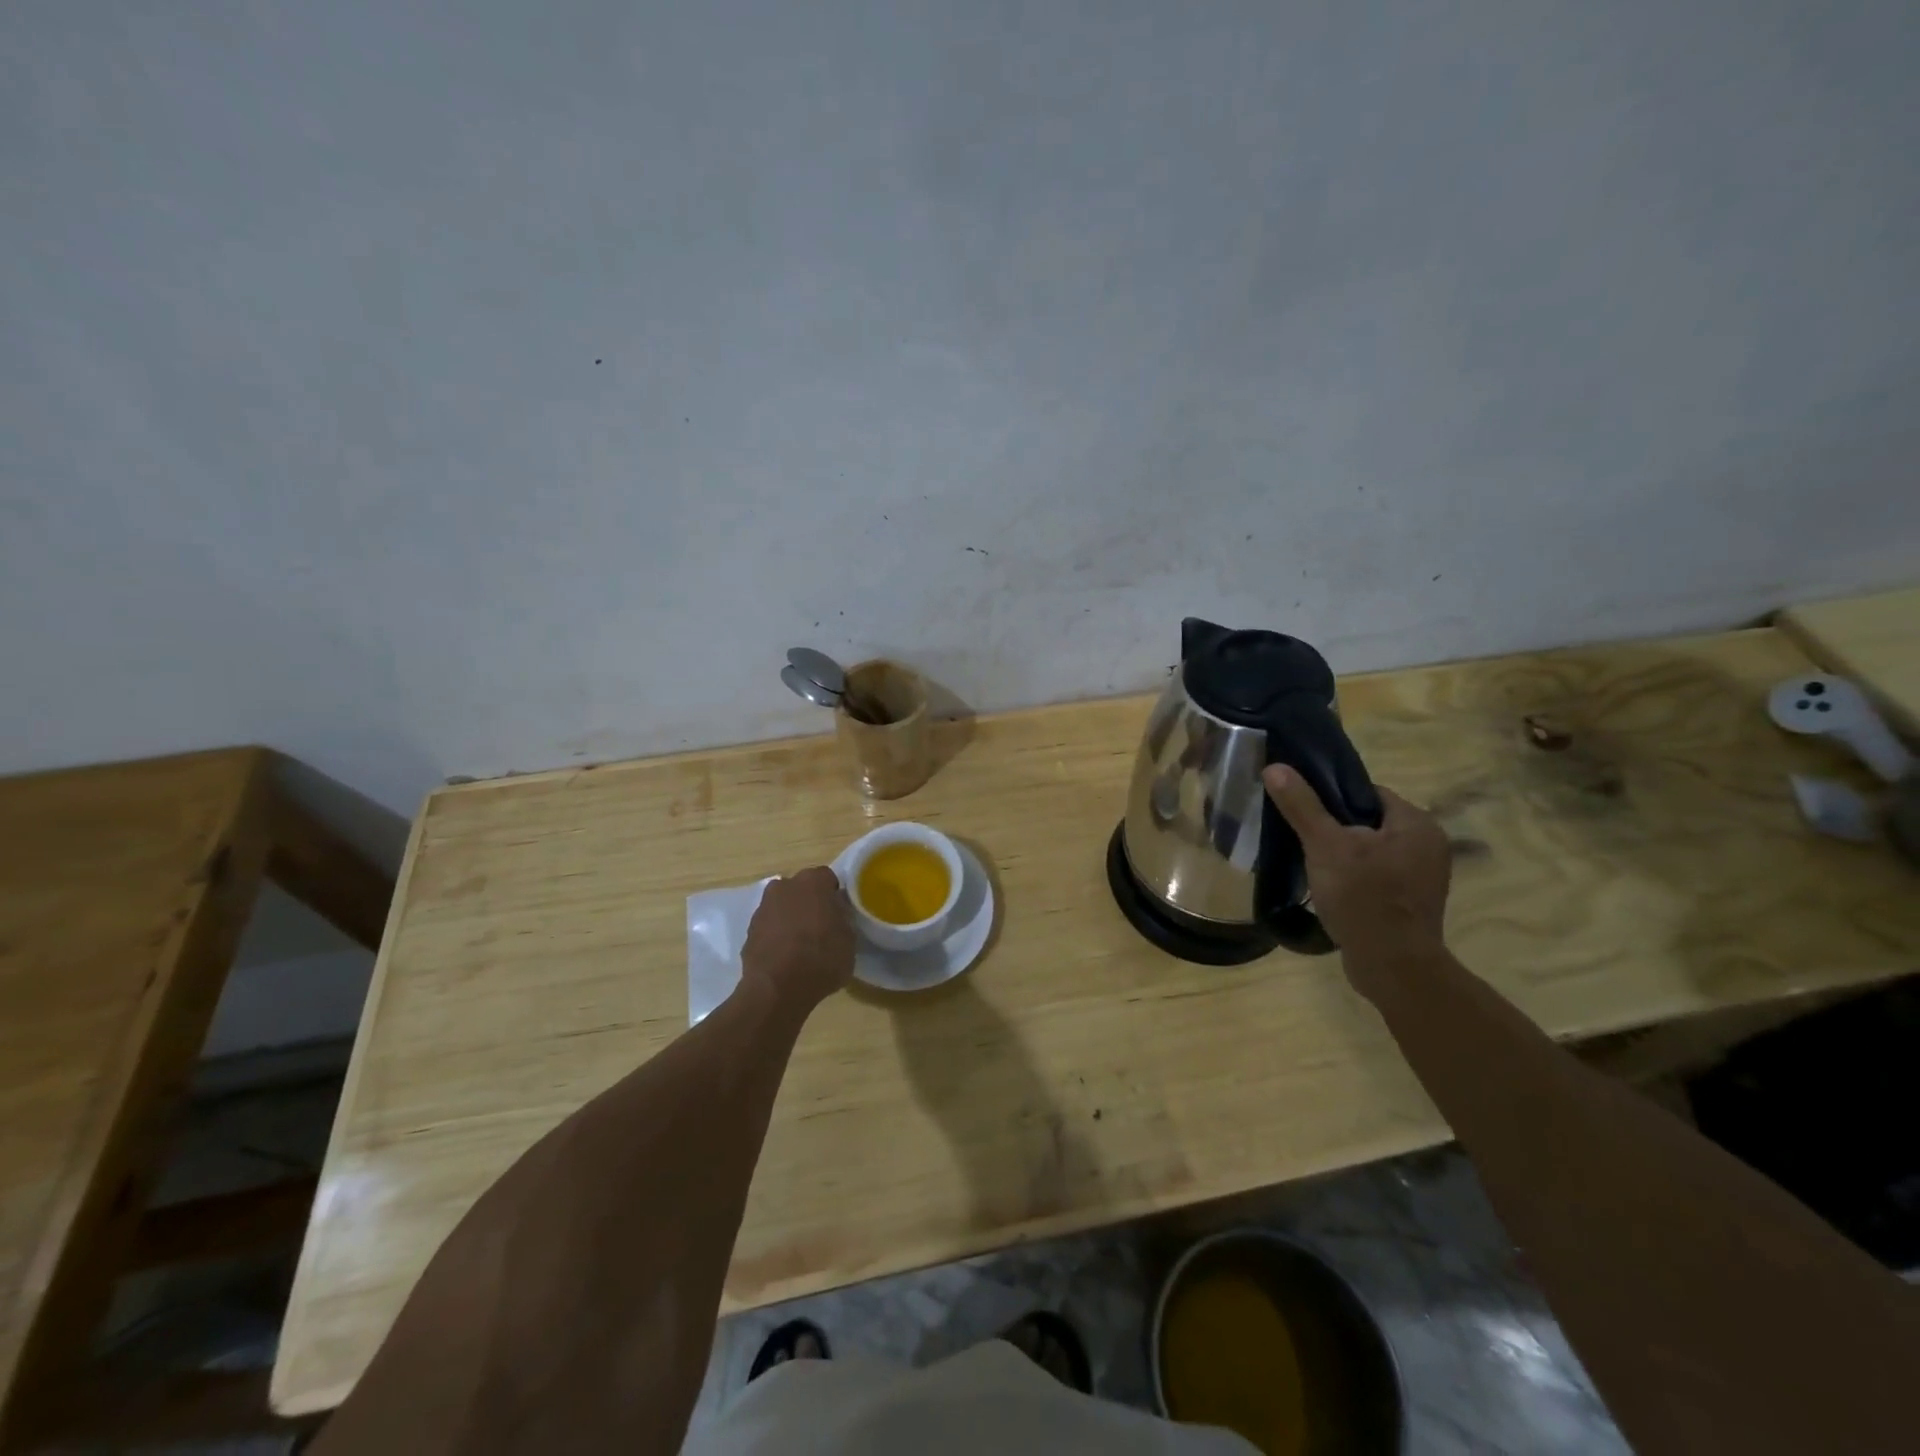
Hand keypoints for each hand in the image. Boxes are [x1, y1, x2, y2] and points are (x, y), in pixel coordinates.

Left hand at [741, 866, 855, 1014]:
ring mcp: (763, 908)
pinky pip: (769, 927)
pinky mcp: (748, 931)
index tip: (839, 913)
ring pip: (783, 907)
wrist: (776, 989)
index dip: (834, 895)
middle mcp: (784, 886)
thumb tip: (835, 914)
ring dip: (791, 918)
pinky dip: (776, 936)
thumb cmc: (821, 959)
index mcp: (813, 882)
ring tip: (801, 945)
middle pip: (801, 889)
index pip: (827, 878)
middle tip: (821, 926)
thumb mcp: (849, 939)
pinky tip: (785, 957)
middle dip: (810, 903)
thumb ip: (843, 919)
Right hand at [1262, 766, 1451, 997]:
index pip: (1368, 792)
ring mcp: (1422, 877)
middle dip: (1334, 827)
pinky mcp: (1411, 903)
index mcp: (1416, 824)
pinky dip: (1353, 876)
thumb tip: (1275, 767)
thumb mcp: (1326, 846)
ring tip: (1309, 861)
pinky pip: (1376, 875)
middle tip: (1301, 836)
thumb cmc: (1364, 898)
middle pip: (1368, 821)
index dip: (1332, 796)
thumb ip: (1302, 806)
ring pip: (1371, 850)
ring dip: (1342, 854)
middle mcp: (1428, 845)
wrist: (1392, 968)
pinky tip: (1328, 887)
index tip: (1303, 809)